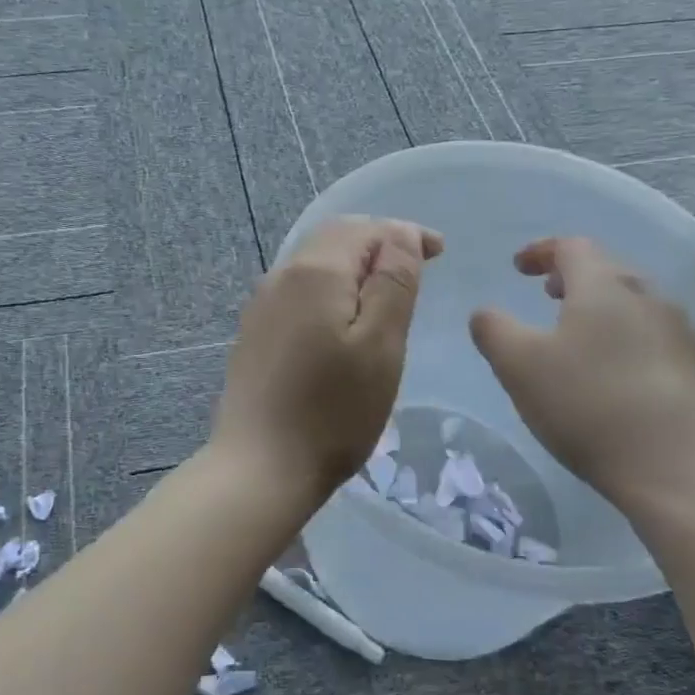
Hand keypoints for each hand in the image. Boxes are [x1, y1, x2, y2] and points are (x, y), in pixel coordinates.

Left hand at [212, 216, 442, 506]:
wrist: (260, 466)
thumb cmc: (333, 410)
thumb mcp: (381, 344)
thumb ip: (394, 281)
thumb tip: (400, 233)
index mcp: (316, 270)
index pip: (366, 228)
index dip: (405, 234)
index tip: (440, 252)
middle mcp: (282, 275)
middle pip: (335, 238)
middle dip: (378, 243)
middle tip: (416, 264)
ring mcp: (262, 304)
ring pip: (315, 262)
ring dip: (353, 265)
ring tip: (386, 289)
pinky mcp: (255, 332)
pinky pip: (299, 289)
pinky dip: (331, 288)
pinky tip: (343, 316)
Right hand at [469, 237, 694, 518]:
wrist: (682, 469)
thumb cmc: (589, 405)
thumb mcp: (519, 367)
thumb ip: (493, 330)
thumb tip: (485, 313)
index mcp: (604, 286)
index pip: (572, 247)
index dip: (541, 251)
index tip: (519, 267)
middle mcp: (649, 298)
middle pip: (609, 270)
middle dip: (574, 277)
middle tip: (548, 294)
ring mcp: (682, 334)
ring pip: (635, 305)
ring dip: (602, 309)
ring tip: (579, 336)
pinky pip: (655, 338)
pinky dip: (627, 340)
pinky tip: (616, 376)